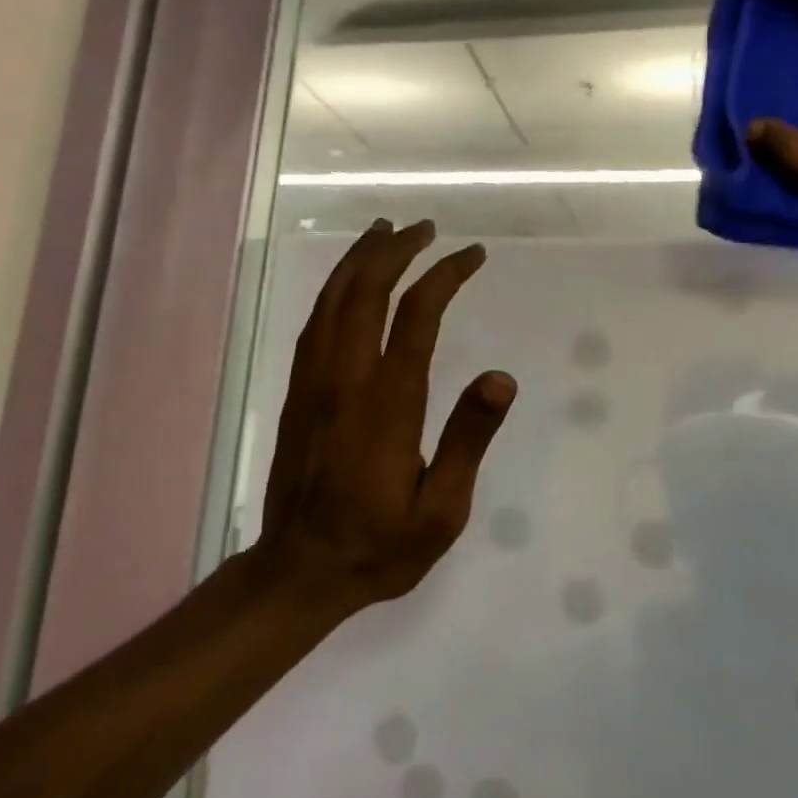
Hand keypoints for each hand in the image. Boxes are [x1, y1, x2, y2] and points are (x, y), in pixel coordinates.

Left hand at [255, 218, 515, 613]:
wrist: (299, 571)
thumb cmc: (379, 545)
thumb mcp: (442, 511)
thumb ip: (468, 440)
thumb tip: (500, 377)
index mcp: (387, 405)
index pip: (417, 317)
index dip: (445, 276)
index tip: (472, 255)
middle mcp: (345, 381)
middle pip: (367, 293)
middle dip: (397, 250)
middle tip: (425, 226)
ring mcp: (314, 383)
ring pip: (333, 301)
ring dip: (360, 259)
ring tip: (384, 230)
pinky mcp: (297, 393)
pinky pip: (314, 324)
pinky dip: (334, 290)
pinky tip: (348, 282)